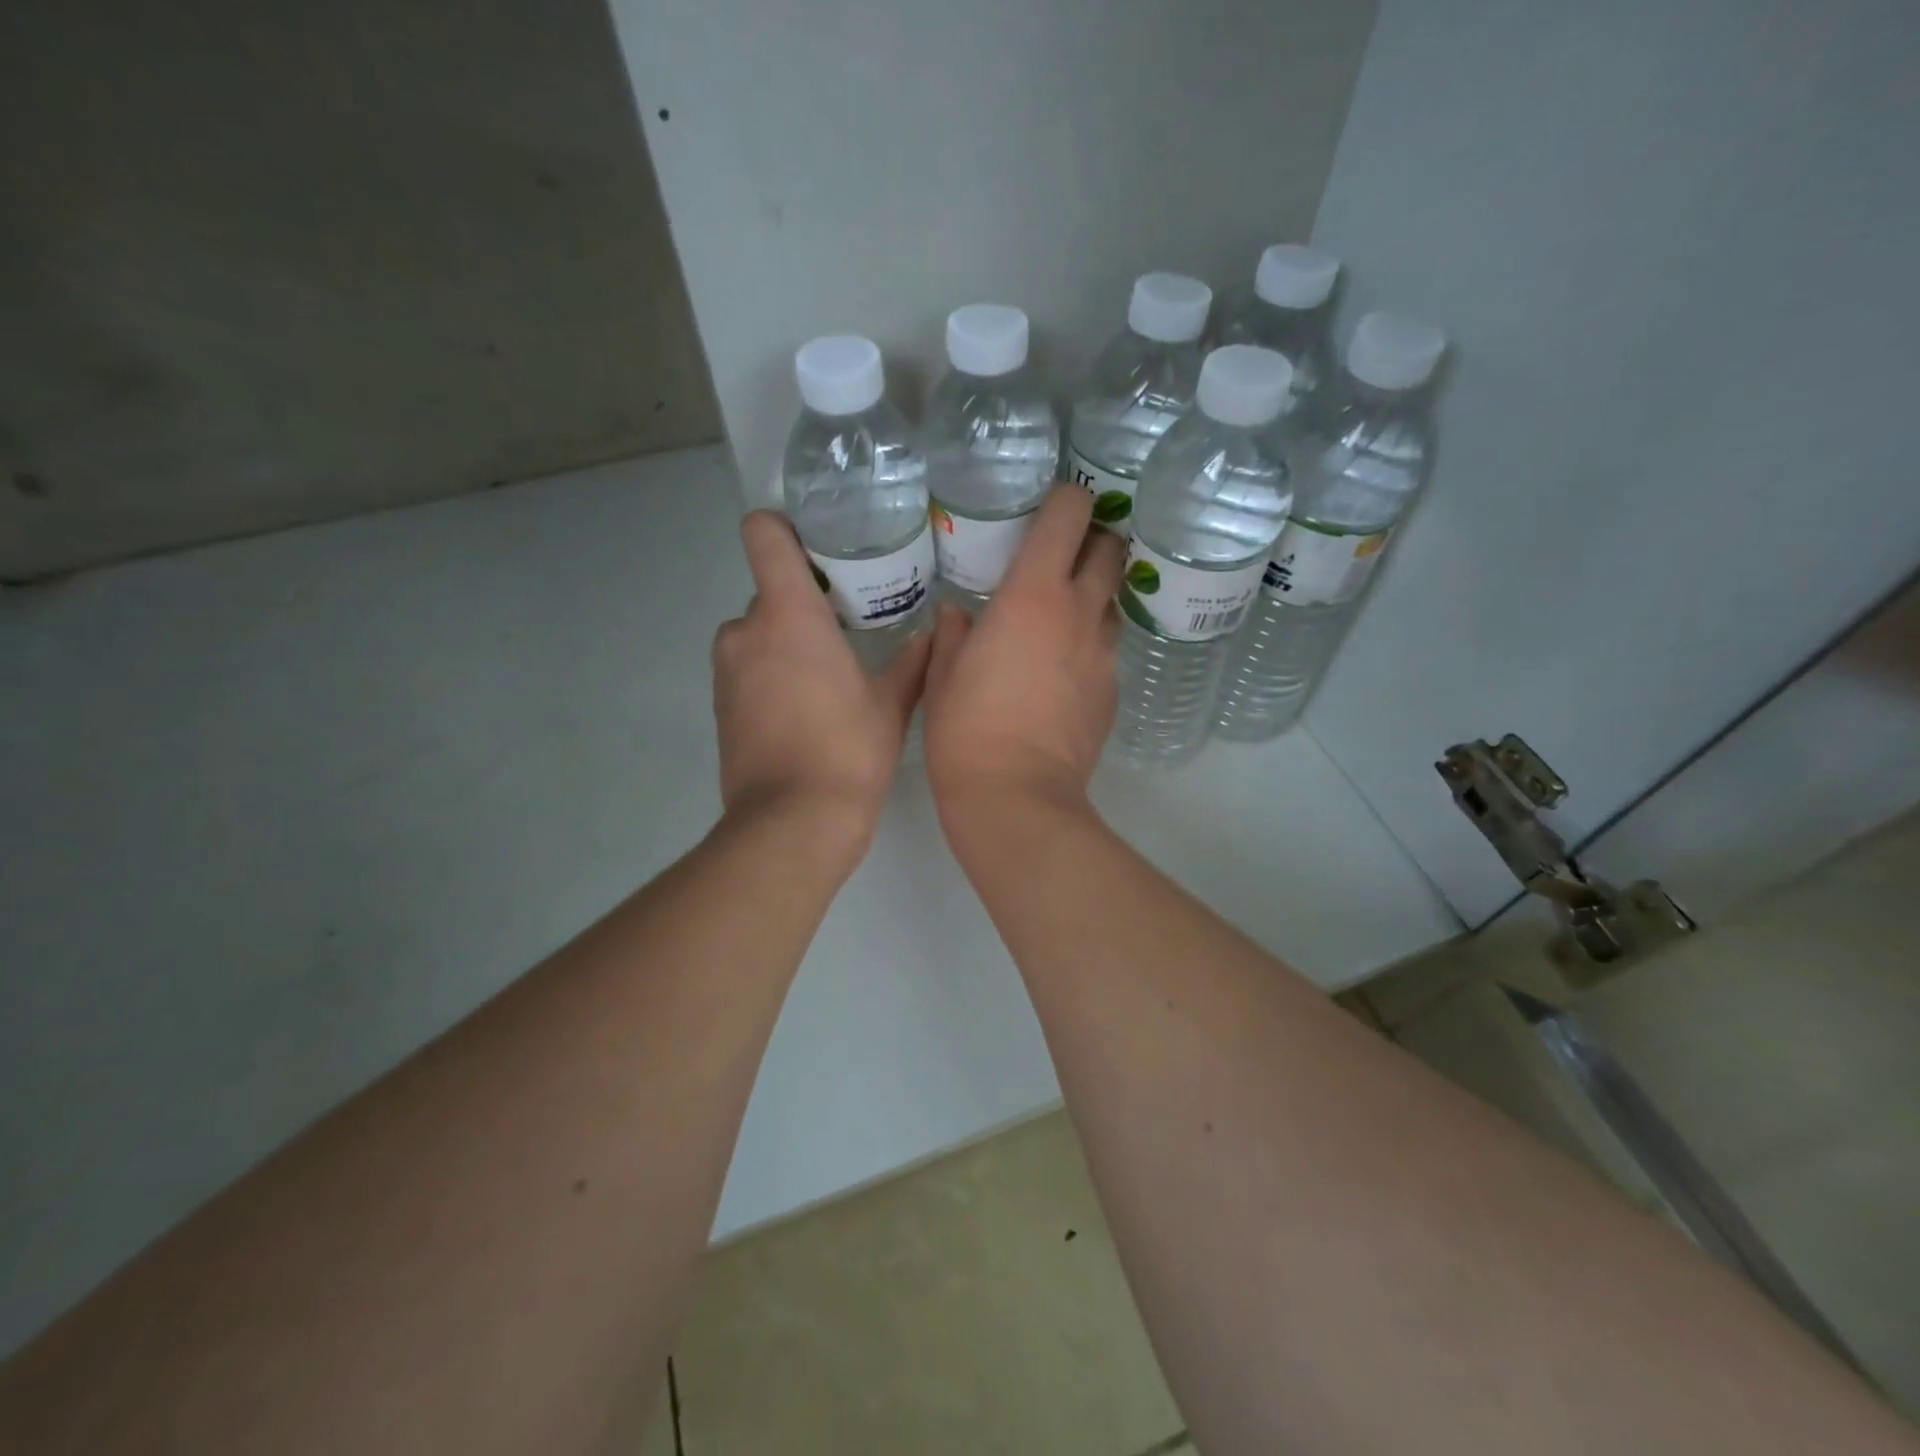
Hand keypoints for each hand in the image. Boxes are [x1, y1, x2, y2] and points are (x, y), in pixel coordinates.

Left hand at [712, 512, 930, 850]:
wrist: (793, 824)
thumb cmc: (848, 751)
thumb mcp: (892, 704)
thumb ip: (913, 661)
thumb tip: (934, 632)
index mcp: (789, 613)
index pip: (763, 534)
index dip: (785, 529)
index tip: (819, 550)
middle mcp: (746, 631)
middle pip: (770, 591)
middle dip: (805, 605)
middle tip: (848, 631)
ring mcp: (725, 670)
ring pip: (758, 634)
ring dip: (787, 643)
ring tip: (829, 677)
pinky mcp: (720, 707)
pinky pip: (747, 669)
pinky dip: (771, 675)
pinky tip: (806, 712)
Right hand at [923, 486, 1125, 836]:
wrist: (1016, 798)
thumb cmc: (965, 729)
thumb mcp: (943, 674)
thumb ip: (952, 632)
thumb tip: (959, 614)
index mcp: (1034, 594)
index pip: (1070, 515)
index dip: (1066, 499)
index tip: (1049, 508)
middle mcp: (1080, 613)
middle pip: (1111, 549)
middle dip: (1092, 540)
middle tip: (1060, 557)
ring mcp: (1104, 654)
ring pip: (1112, 602)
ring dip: (1092, 595)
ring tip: (1059, 617)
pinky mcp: (1114, 691)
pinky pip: (1107, 650)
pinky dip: (1088, 645)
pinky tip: (1061, 673)